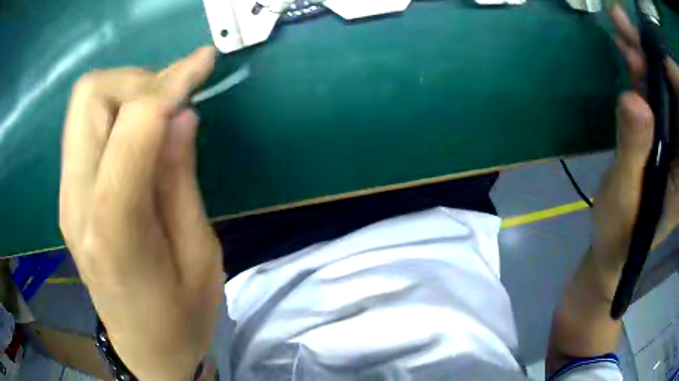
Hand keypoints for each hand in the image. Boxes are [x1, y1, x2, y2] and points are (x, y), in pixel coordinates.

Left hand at [59, 47, 222, 380]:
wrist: (144, 350)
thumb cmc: (181, 318)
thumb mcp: (200, 256)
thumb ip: (181, 181)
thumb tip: (181, 115)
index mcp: (114, 230)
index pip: (133, 125)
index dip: (171, 84)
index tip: (205, 64)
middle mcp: (76, 203)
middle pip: (90, 96)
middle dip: (138, 80)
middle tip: (175, 99)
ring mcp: (66, 197)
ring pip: (83, 104)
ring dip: (125, 91)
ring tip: (160, 112)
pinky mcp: (67, 195)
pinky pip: (84, 127)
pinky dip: (115, 112)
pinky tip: (140, 132)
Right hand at [593, 6, 678, 267]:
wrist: (613, 246)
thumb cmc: (620, 233)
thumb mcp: (625, 196)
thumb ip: (633, 152)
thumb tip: (633, 97)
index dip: (671, 82)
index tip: (657, 49)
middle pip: (673, 94)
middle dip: (656, 57)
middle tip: (630, 28)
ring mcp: (669, 139)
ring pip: (662, 86)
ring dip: (644, 54)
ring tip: (621, 27)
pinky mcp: (655, 131)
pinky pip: (651, 91)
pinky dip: (638, 67)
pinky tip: (624, 49)